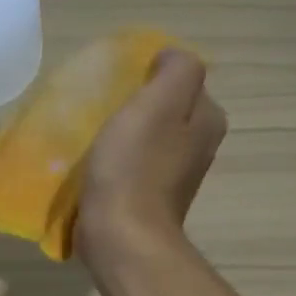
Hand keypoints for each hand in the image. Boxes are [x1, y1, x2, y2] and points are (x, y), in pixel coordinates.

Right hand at [76, 49, 226, 267]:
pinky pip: (130, 165)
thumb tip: (169, 58)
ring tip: (90, 134)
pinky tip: (91, 163)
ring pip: (145, 137)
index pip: (181, 80)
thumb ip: (175, 71)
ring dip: (120, 133)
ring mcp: (172, 176)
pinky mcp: (146, 197)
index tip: (119, 85)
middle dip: (133, 105)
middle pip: (162, 109)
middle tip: (100, 107)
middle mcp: (196, 147)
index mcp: (206, 120)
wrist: (120, 237)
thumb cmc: (135, 167)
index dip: (149, 76)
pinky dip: (113, 160)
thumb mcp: (158, 104)